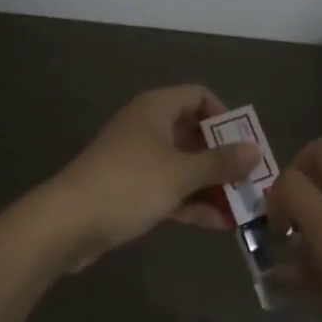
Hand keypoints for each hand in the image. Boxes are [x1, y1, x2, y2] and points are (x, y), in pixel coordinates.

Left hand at [45, 84, 259, 269]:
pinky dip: (191, 202)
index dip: (224, 116)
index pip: (198, 96)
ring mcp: (137, 159)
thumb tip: (256, 151)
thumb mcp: (180, 174)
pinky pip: (168, 189)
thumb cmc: (128, 184)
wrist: (66, 224)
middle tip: (249, 180)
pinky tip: (217, 225)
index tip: (244, 142)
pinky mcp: (129, 190)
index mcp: (157, 109)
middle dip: (222, 157)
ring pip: (182, 165)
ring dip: (210, 185)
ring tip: (241, 208)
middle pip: (193, 133)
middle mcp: (148, 127)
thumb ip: (220, 163)